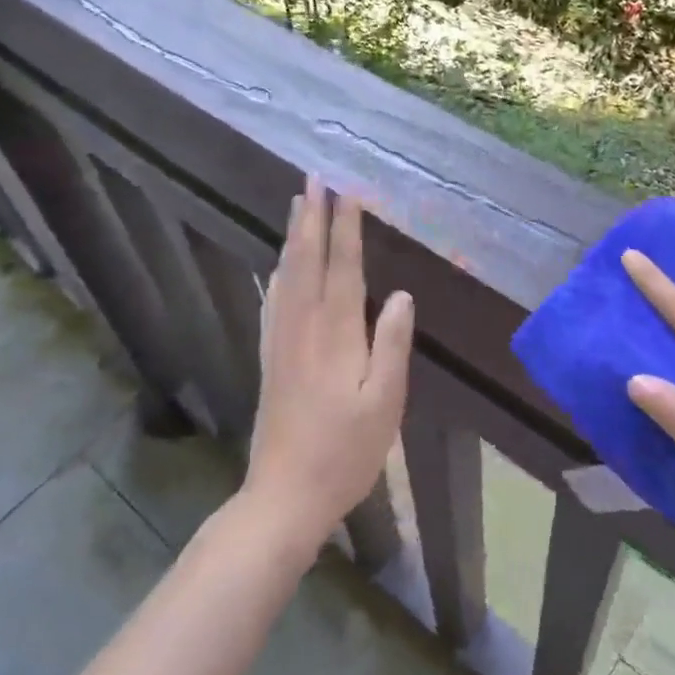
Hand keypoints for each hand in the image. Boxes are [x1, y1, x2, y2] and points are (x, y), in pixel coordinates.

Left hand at [246, 176, 412, 555]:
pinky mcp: (271, 358)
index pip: (343, 266)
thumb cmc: (344, 452)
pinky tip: (279, 266)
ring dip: (294, 236)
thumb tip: (403, 295)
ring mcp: (282, 341)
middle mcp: (304, 326)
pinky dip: (279, 272)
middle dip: (313, 216)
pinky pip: (274, 300)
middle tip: (314, 178)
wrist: (284, 496)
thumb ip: (393, 345)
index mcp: (336, 333)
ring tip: (297, 205)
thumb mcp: (384, 403)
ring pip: (287, 275)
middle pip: (308, 260)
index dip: (345, 227)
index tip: (347, 191)